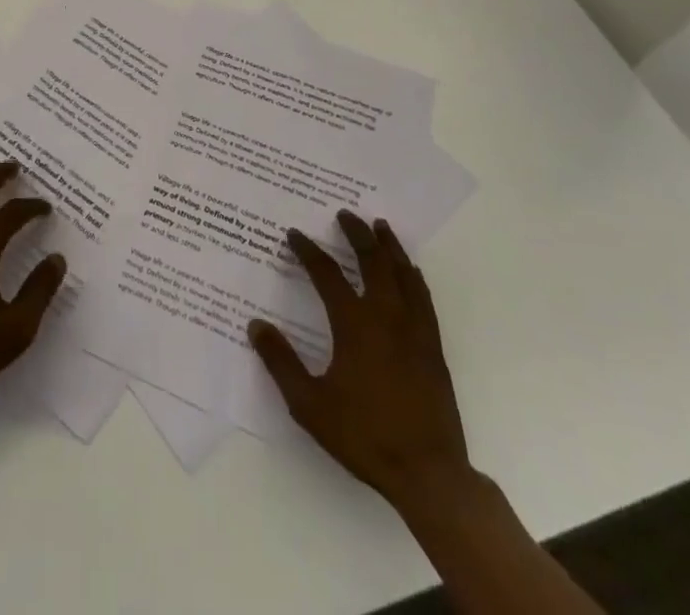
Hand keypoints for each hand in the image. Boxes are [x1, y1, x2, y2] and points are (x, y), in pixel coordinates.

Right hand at [249, 211, 470, 507]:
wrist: (428, 474)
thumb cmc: (364, 436)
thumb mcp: (309, 404)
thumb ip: (281, 362)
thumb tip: (256, 325)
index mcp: (354, 325)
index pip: (327, 275)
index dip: (308, 251)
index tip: (295, 235)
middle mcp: (386, 317)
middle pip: (372, 262)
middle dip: (357, 234)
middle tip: (345, 214)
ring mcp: (415, 331)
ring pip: (403, 274)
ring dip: (389, 247)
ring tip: (380, 226)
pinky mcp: (433, 348)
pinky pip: (423, 298)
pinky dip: (414, 276)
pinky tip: (411, 271)